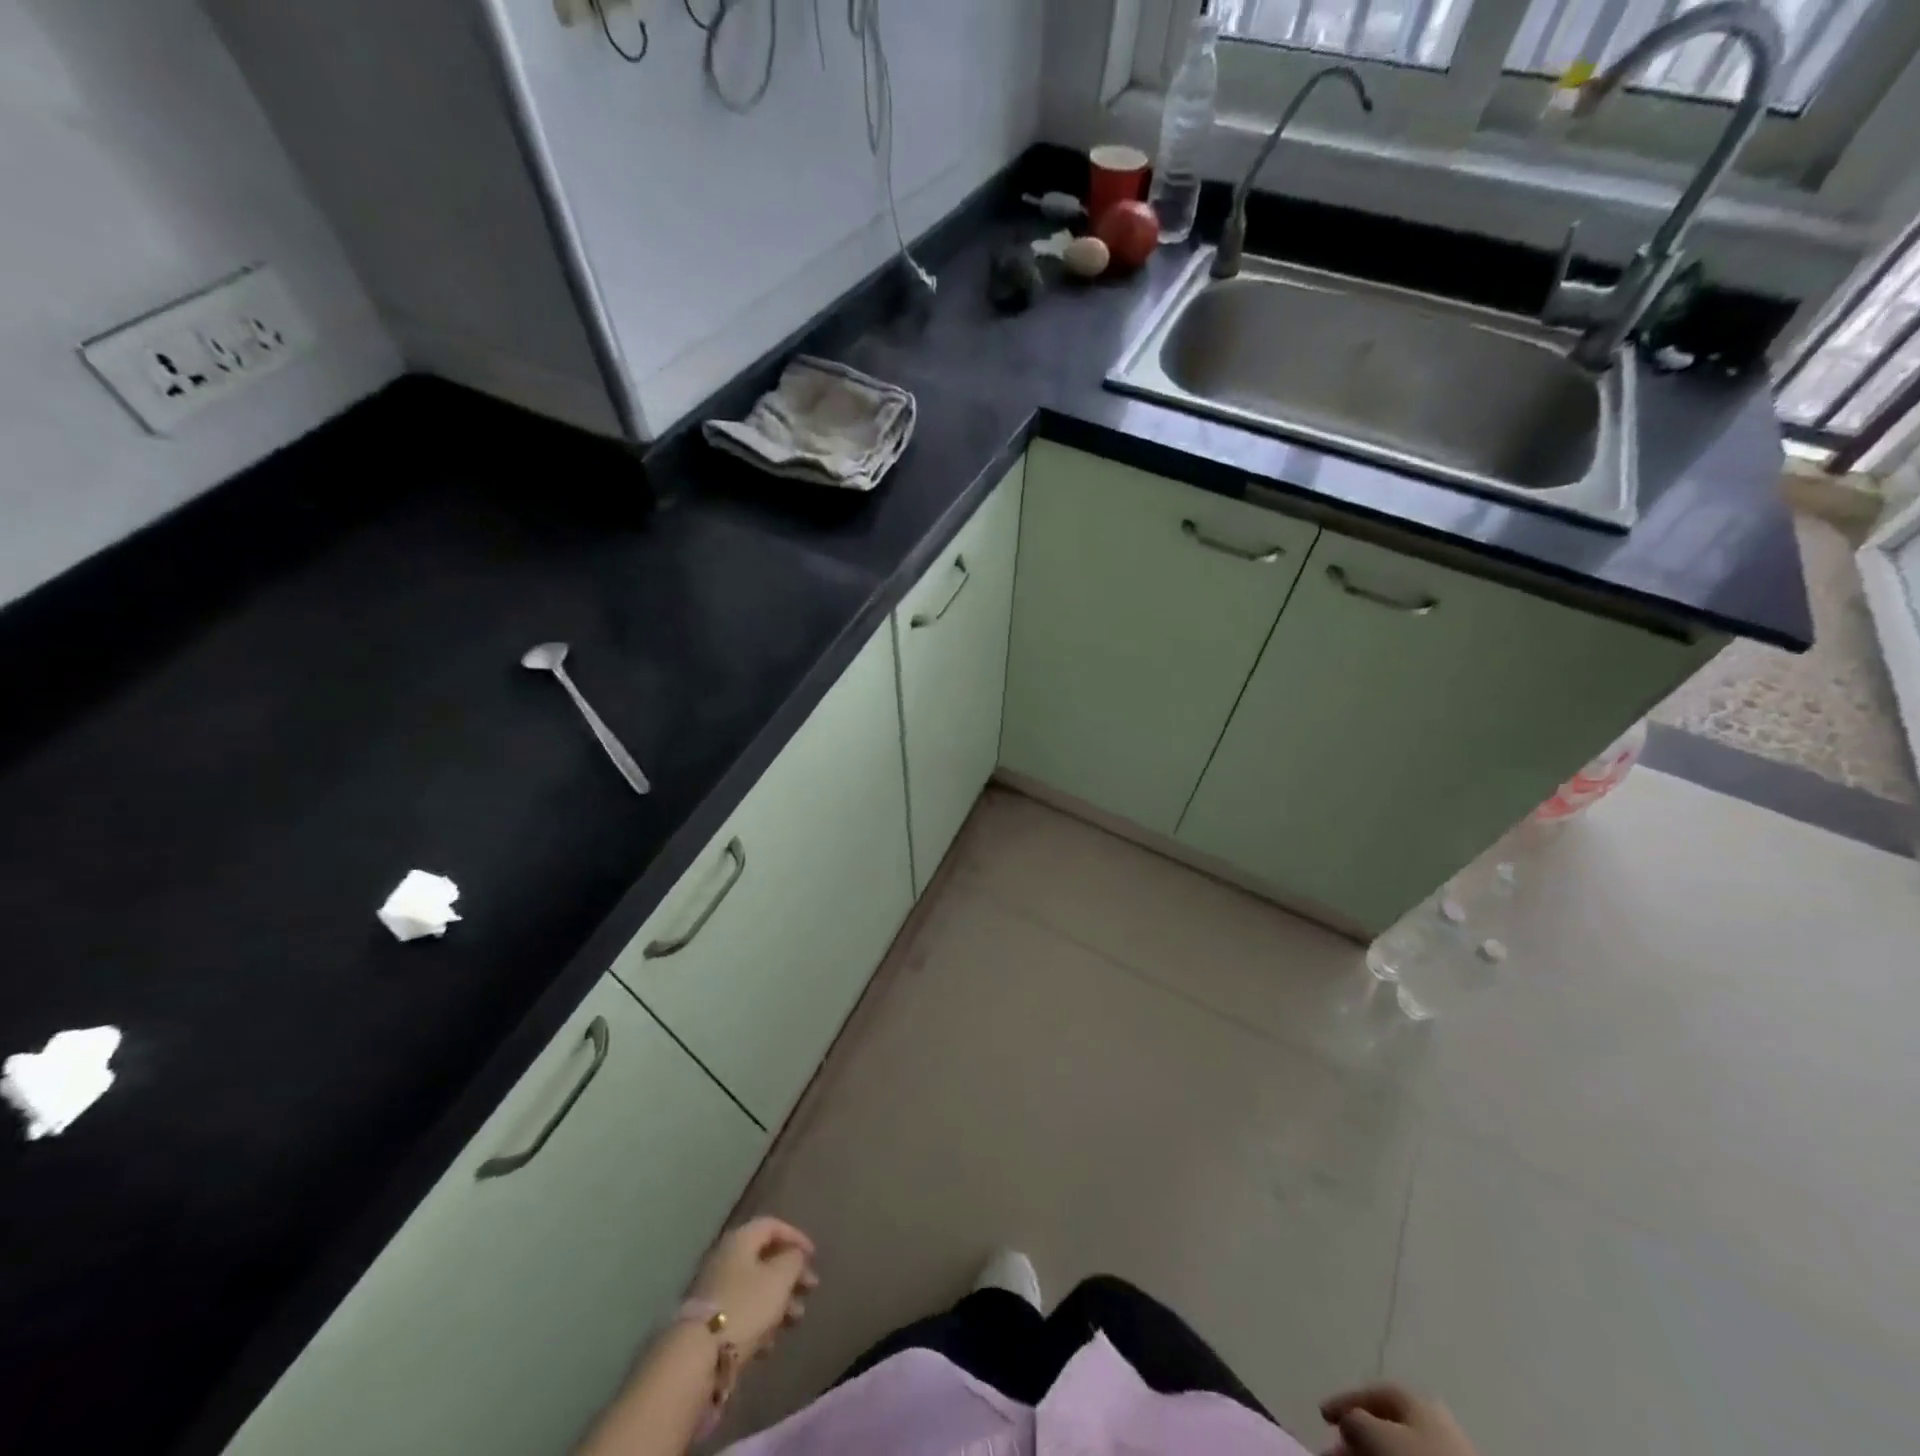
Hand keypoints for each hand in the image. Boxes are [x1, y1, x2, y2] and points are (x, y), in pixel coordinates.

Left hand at [687, 1217, 818, 1360]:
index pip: (772, 1225)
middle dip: (791, 1274)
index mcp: (740, 1240)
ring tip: (796, 1320)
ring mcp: (716, 1291)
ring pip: (756, 1288)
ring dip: (779, 1301)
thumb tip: (795, 1255)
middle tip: (810, 1289)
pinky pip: (743, 1312)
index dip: (796, 1237)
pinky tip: (770, 1343)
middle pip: (765, 1258)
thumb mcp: (780, 1278)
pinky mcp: (710, 1323)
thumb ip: (793, 1259)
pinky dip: (760, 1321)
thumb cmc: (746, 1306)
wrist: (698, 1357)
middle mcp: (726, 1259)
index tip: (814, 1256)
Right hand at [1320, 1384, 1480, 1455]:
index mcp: (1414, 1397)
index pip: (1370, 1392)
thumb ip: (1354, 1421)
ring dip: (1371, 1453)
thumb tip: (1349, 1422)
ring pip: (1398, 1448)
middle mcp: (1432, 1418)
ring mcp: (1447, 1451)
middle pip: (1385, 1423)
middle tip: (1335, 1450)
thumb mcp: (1375, 1435)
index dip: (1343, 1402)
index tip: (1321, 1416)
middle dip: (1356, 1435)